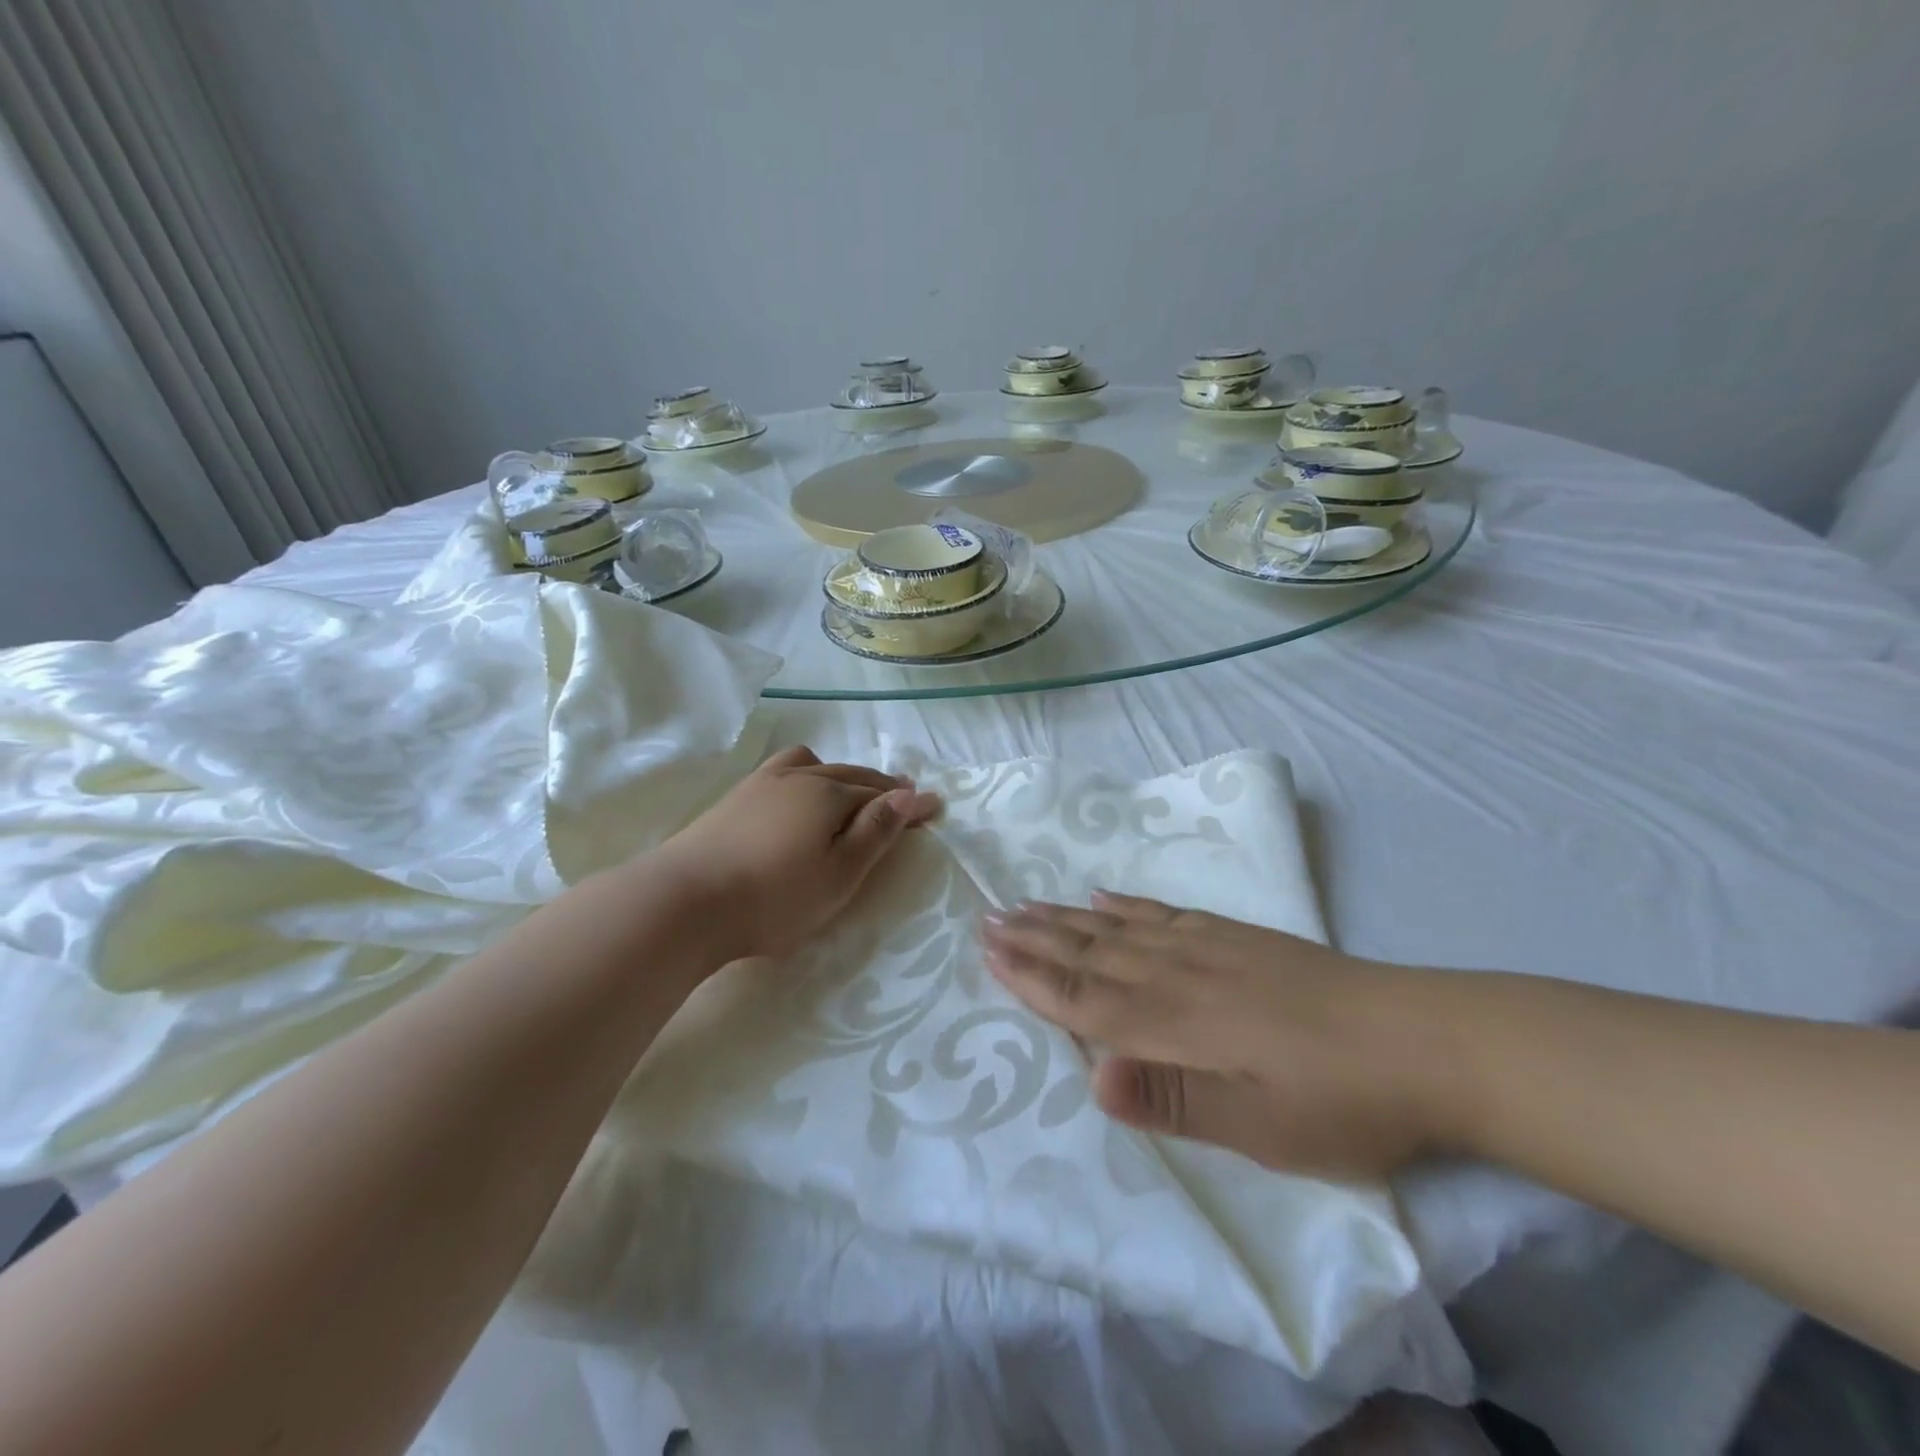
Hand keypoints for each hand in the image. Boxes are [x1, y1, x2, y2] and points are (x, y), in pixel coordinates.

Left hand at [653, 746, 940, 963]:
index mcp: (829, 794)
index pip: (880, 794)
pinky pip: (783, 770)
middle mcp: (798, 777)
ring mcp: (761, 783)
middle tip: (902, 792)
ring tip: (848, 787)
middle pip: (849, 774)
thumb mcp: (839, 873)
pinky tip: (796, 793)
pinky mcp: (734, 797)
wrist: (684, 901)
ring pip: (812, 765)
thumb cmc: (774, 896)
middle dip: (879, 783)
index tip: (936, 805)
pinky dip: (806, 775)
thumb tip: (907, 795)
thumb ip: (875, 832)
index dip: (909, 802)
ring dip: (839, 773)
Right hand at [980, 893, 1464, 1179]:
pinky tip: (1106, 894)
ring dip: (1067, 917)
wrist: (1426, 1039)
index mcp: (1176, 1024)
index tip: (987, 950)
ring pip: (1119, 928)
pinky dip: (1128, 903)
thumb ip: (1172, 1100)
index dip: (1032, 977)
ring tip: (1026, 902)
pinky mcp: (1239, 937)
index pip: (1085, 999)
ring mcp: (1209, 948)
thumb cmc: (1341, 1101)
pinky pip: (1166, 912)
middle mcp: (1179, 975)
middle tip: (987, 915)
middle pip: (1090, 953)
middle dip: (1034, 938)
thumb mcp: (1259, 1127)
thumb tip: (1092, 1077)